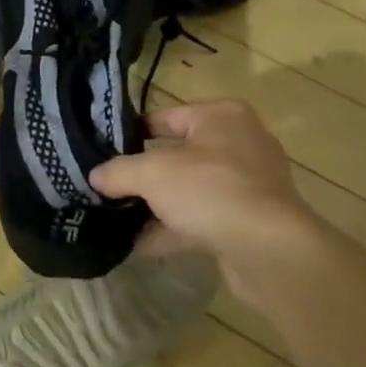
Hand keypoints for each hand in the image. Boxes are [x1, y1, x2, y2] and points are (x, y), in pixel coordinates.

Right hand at [90, 100, 327, 297]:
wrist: (270, 250)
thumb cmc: (211, 190)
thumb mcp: (152, 174)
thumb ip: (119, 171)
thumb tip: (95, 176)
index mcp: (222, 116)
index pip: (166, 116)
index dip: (133, 133)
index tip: (104, 152)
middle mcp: (240, 143)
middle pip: (179, 154)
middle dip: (145, 175)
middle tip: (110, 187)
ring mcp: (250, 184)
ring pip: (192, 189)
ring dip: (159, 206)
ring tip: (121, 220)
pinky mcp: (252, 221)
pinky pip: (204, 218)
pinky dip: (176, 229)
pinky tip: (144, 246)